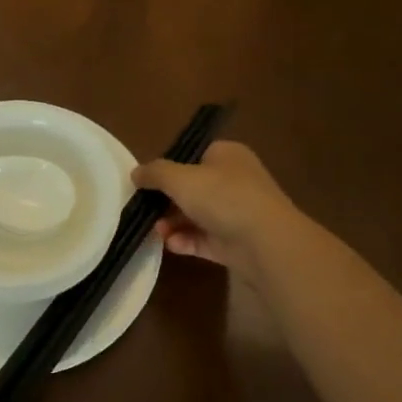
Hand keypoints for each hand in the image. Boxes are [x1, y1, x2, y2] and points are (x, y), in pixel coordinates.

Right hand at [133, 140, 301, 283]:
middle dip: (167, 201)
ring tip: (157, 231)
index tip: (148, 182)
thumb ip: (155, 173)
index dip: (170, 168)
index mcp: (226, 155)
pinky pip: (204, 239)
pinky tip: (172, 245)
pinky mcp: (235, 241)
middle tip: (146, 210)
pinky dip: (186, 241)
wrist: (265, 242)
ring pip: (196, 215)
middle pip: (193, 188)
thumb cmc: (222, 197)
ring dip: (173, 223)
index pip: (194, 155)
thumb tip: (136, 173)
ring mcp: (236, 213)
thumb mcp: (180, 178)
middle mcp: (234, 180)